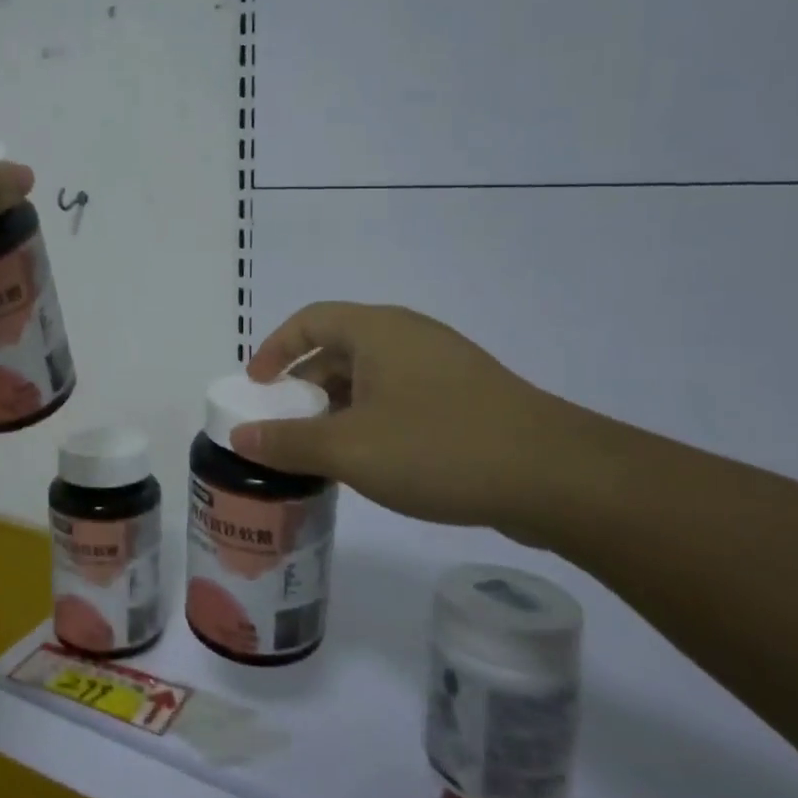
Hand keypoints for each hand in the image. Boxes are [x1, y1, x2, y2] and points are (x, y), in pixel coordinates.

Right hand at [230, 302, 585, 530]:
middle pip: (338, 348)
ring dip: (337, 408)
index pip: (309, 320)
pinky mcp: (466, 398)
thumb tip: (240, 438)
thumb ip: (288, 442)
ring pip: (370, 377)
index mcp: (377, 330)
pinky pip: (399, 397)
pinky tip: (369, 460)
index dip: (275, 348)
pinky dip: (370, 419)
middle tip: (283, 424)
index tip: (256, 386)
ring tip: (320, 449)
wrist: (557, 477)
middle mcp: (408, 337)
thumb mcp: (349, 449)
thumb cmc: (439, 447)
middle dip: (304, 386)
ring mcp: (442, 367)